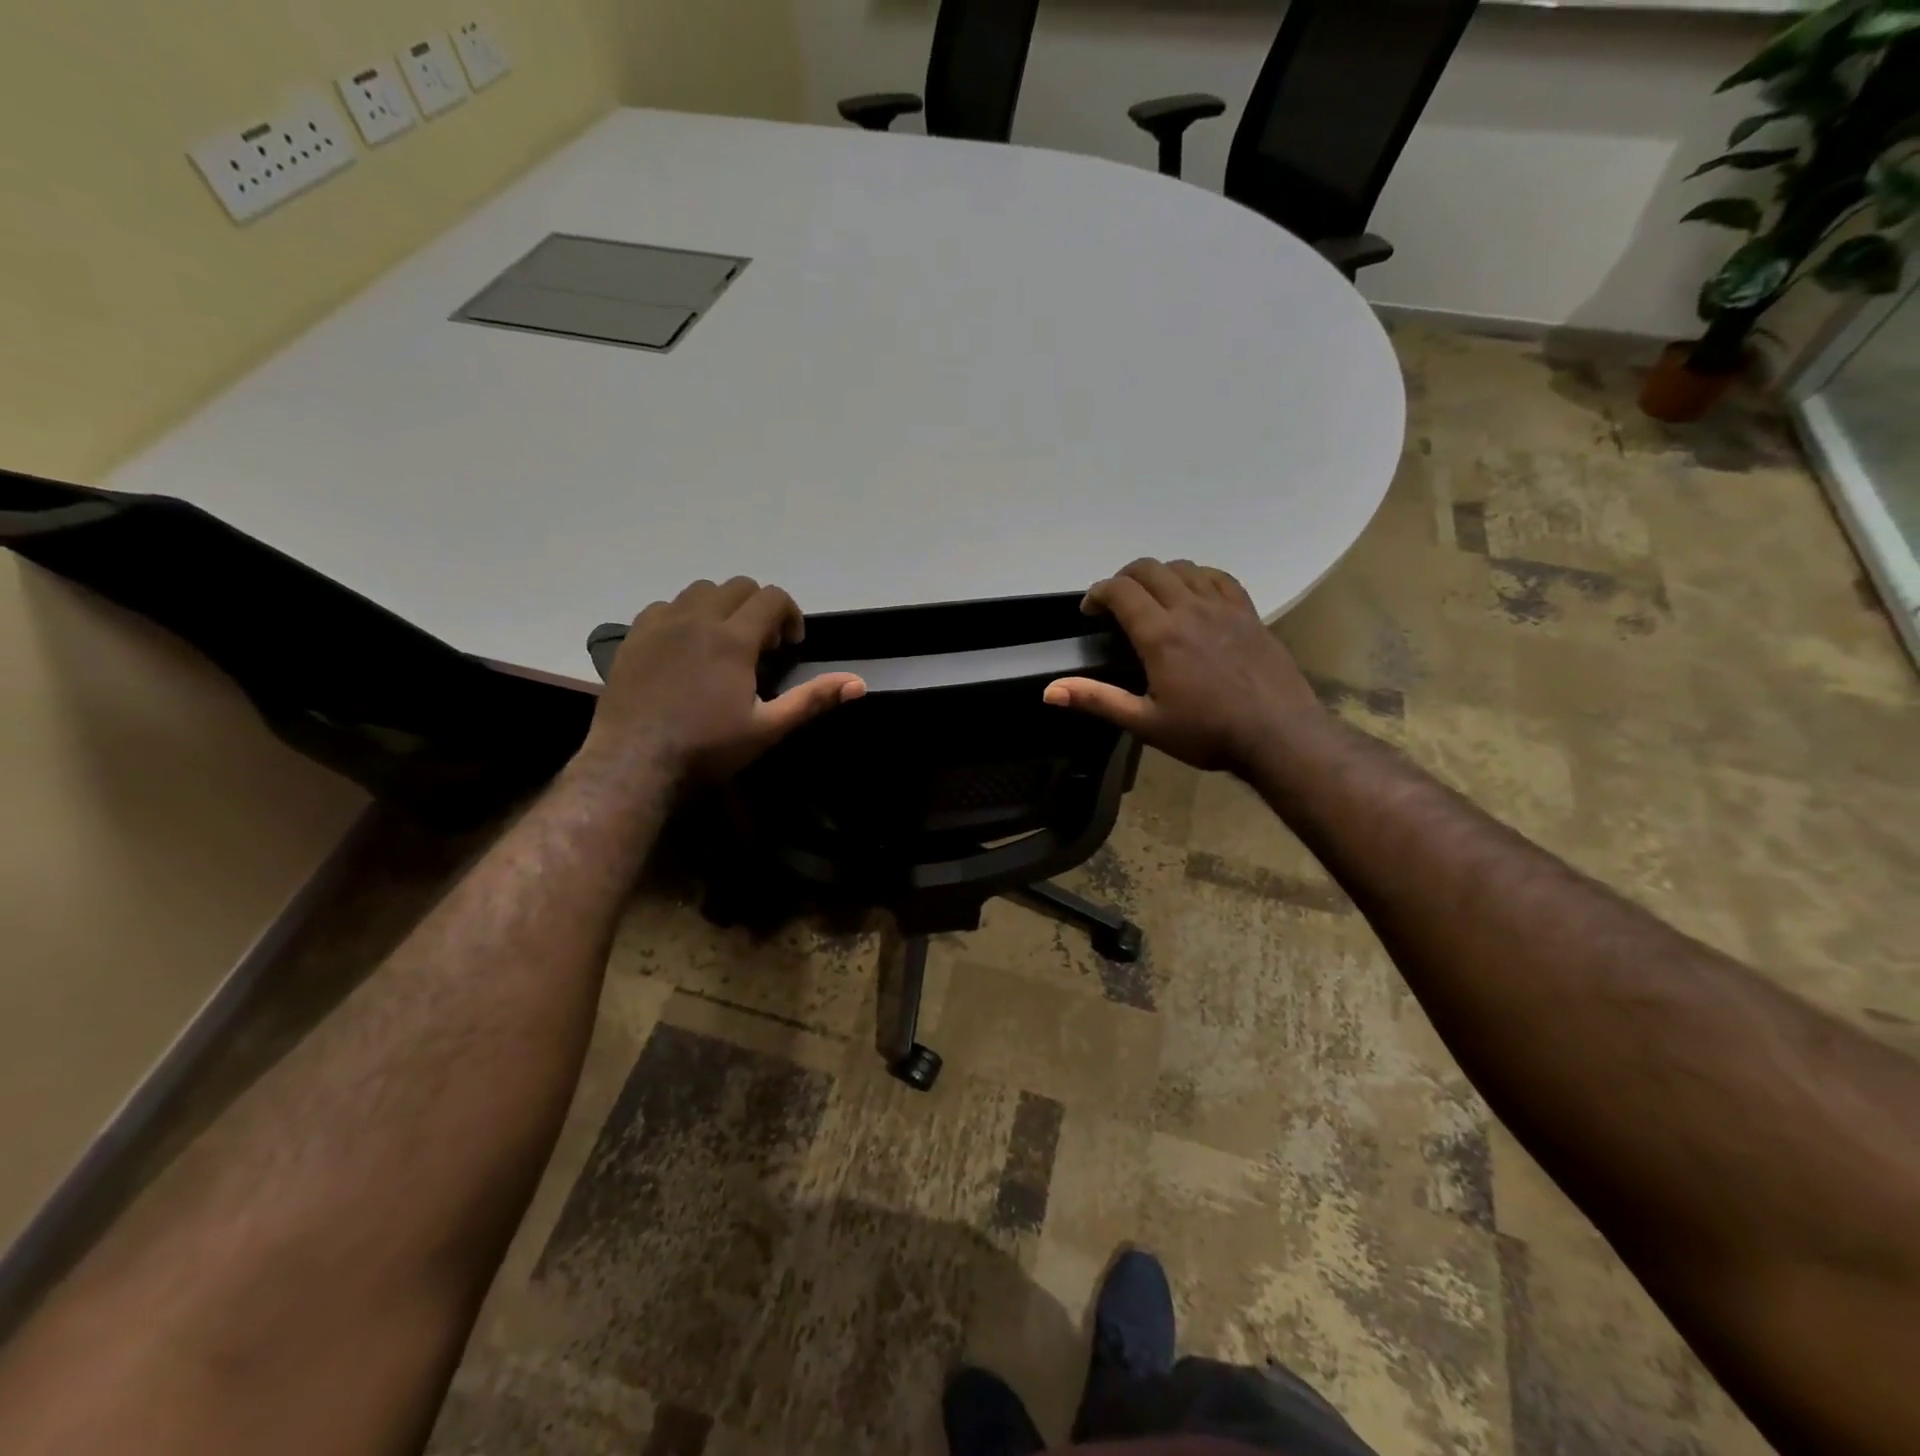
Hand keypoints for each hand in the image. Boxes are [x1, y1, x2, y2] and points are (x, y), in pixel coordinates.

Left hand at [578, 577, 864, 785]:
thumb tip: (858, 684)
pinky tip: (685, 649)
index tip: (790, 646)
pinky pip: (666, 606)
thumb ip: (812, 699)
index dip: (790, 615)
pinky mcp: (634, 636)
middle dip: (759, 608)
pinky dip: (685, 616)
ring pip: (700, 591)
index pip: (772, 597)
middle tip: (761, 647)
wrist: (634, 762)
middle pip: (738, 586)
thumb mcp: (768, 728)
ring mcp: (661, 624)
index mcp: (733, 638)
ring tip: (723, 644)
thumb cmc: (707, 748)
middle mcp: (697, 619)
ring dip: (722, 608)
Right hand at [1044, 559, 1324, 772]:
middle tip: (1115, 603)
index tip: (1090, 611)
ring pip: (1183, 567)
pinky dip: (1197, 577)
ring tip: (1151, 598)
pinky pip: (1219, 577)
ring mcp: (1223, 607)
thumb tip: (1049, 691)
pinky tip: (1194, 594)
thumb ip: (1097, 700)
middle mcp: (1189, 609)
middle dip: (1123, 578)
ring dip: (1159, 575)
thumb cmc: (1207, 733)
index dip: (1097, 593)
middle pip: (1149, 569)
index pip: (1120, 591)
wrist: (1279, 735)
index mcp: (1160, 634)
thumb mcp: (1145, 723)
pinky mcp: (1249, 612)